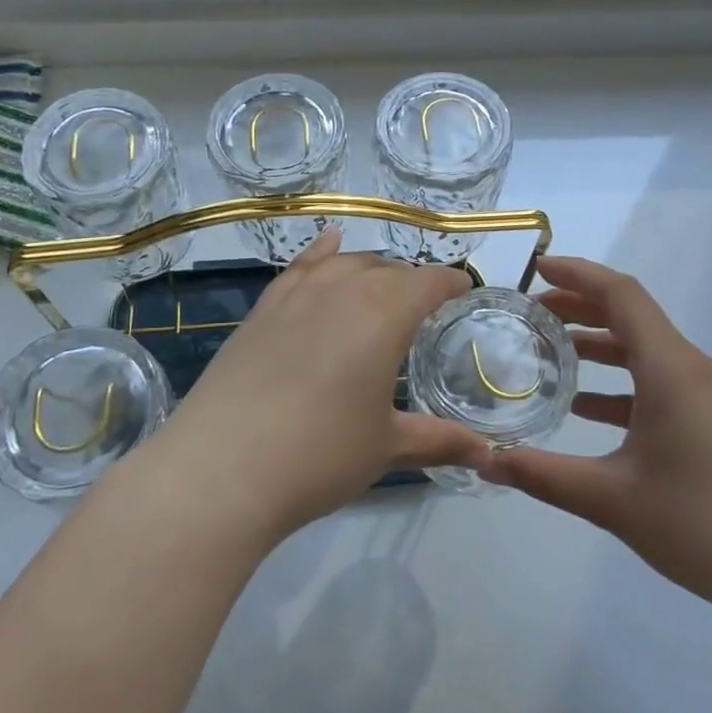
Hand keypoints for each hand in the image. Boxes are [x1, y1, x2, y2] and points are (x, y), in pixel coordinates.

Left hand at [147, 229, 491, 537]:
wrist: (223, 468)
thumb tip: (488, 454)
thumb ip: (440, 441)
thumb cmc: (320, 455)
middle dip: (412, 282)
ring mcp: (296, 296)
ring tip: (383, 284)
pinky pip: (299, 268)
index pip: (428, 282)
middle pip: (386, 270)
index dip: (450, 283)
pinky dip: (319, 253)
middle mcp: (342, 290)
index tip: (464, 291)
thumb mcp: (387, 448)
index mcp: (384, 315)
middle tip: (424, 308)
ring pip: (344, 265)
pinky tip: (328, 244)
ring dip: (371, 270)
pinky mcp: (261, 310)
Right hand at [481, 256, 711, 626]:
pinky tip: (588, 409)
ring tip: (551, 355)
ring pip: (647, 351)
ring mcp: (711, 397)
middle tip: (531, 314)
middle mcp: (694, 370)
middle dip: (581, 307)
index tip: (536, 269)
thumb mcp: (611, 500)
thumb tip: (485, 463)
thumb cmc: (703, 525)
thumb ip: (543, 476)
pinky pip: (662, 383)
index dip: (578, 274)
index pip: (622, 295)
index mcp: (672, 370)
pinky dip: (622, 383)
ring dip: (600, 345)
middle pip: (633, 317)